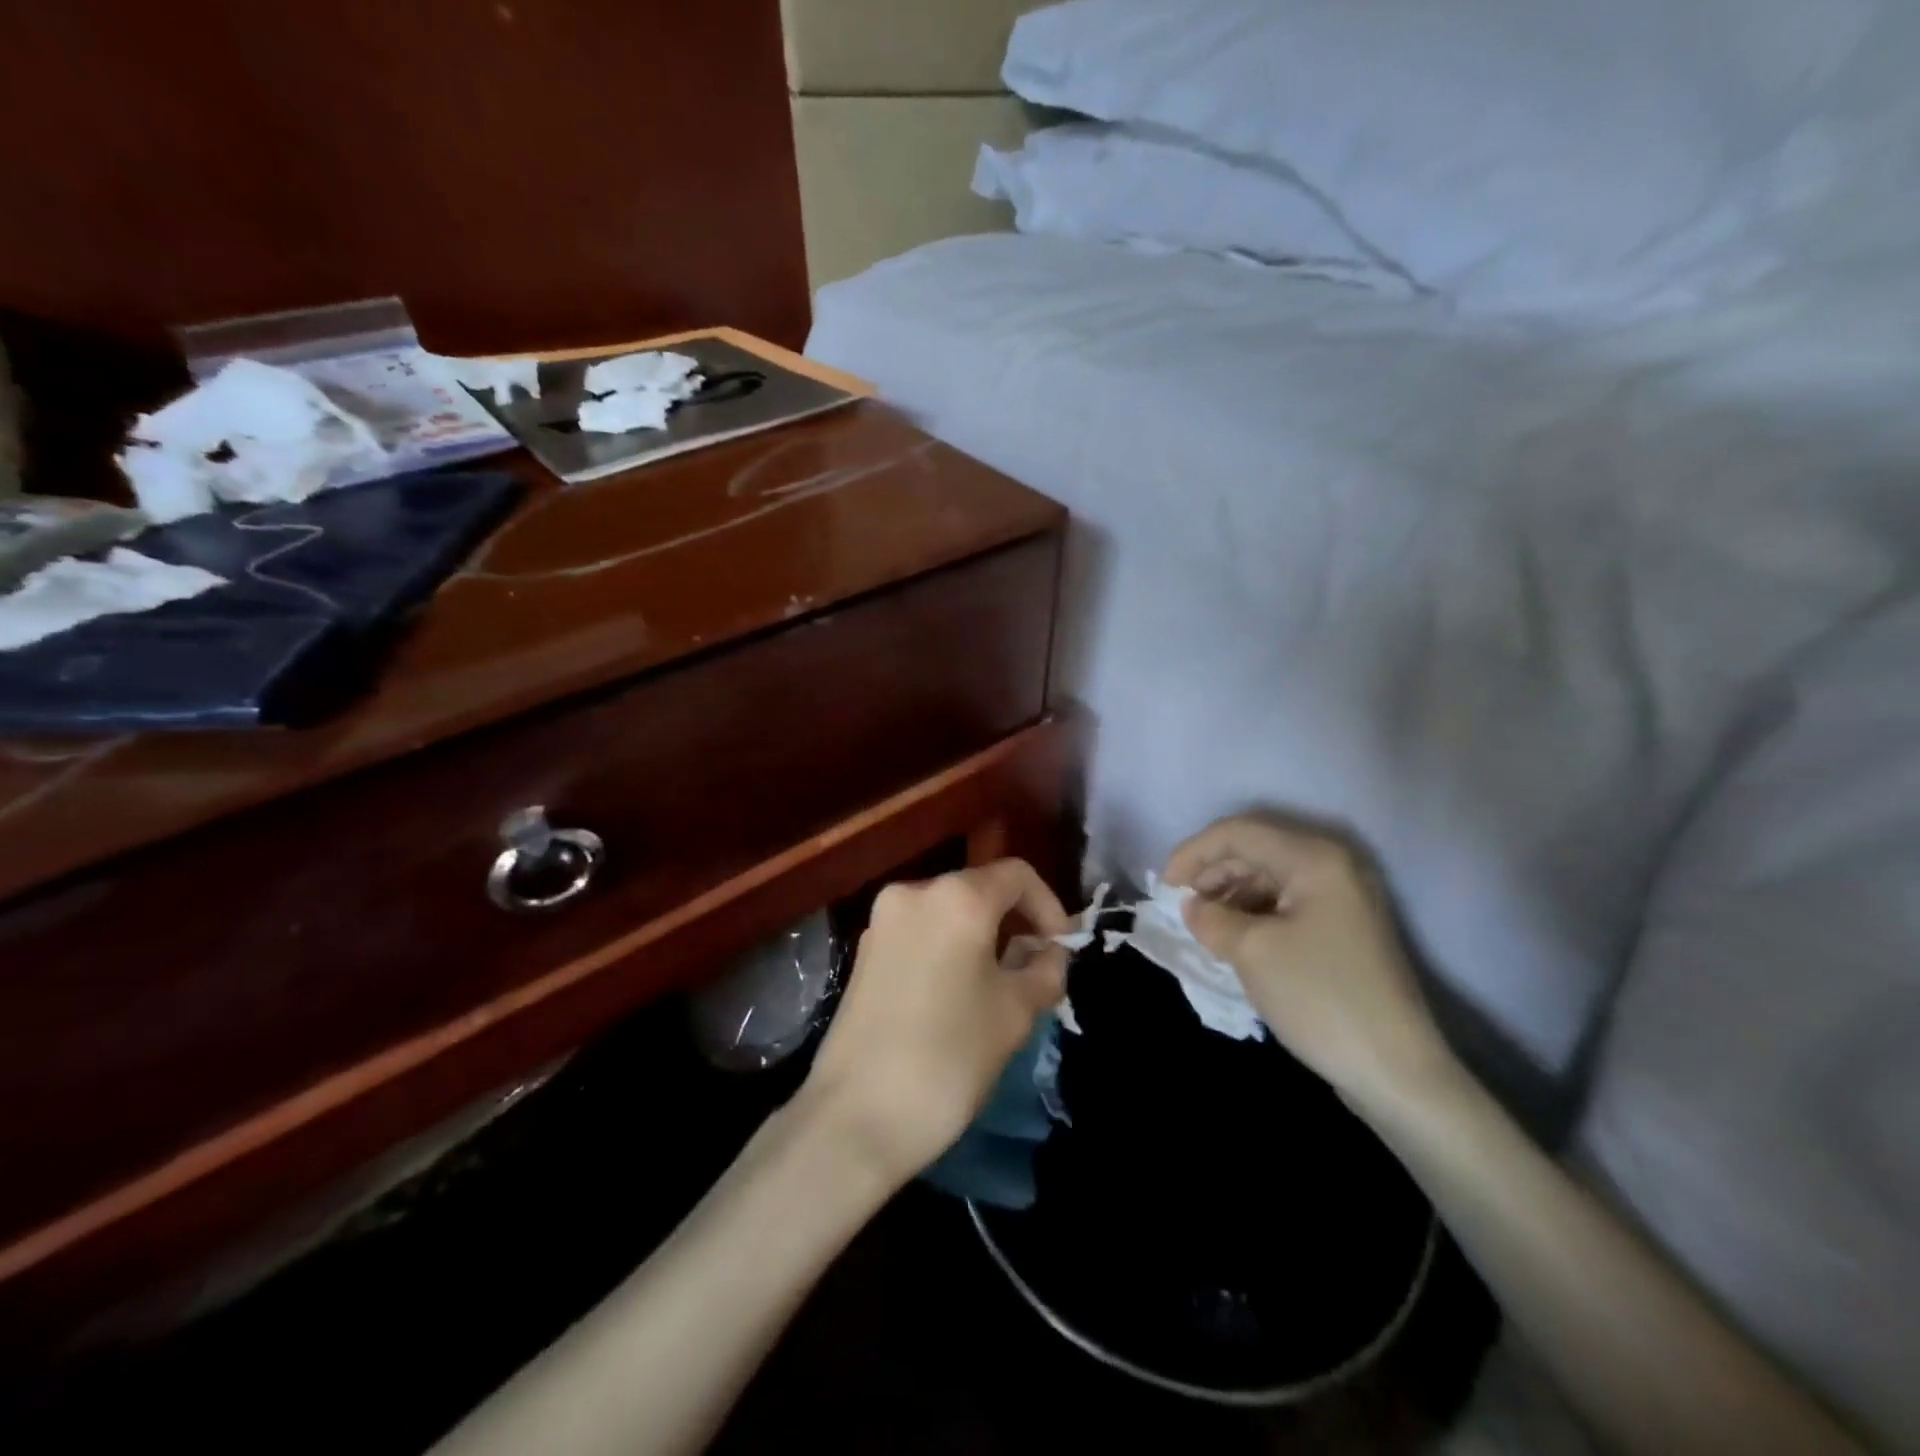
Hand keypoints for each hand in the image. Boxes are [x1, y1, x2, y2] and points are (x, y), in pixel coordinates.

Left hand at [799, 859, 1072, 1188]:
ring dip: (982, 938)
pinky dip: (948, 949)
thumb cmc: (949, 1056)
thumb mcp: (1015, 1012)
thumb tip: (1050, 951)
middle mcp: (914, 892)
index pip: (1017, 875)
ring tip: (999, 988)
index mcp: (957, 897)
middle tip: (1036, 971)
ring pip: (948, 913)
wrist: (856, 1117)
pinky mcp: (864, 951)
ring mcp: (882, 921)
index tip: (1061, 949)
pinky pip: (921, 934)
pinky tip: (957, 995)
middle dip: (1015, 924)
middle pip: (980, 890)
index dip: (1049, 906)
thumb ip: (1045, 969)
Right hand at [1164, 815, 1455, 1117]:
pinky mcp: (1345, 926)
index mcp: (1314, 858)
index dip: (1194, 853)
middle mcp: (1333, 864)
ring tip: (1205, 922)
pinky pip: (1287, 900)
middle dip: (1212, 871)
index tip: (1164, 887)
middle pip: (1256, 848)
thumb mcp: (1251, 950)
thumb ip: (1210, 917)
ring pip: (1271, 874)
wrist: (1395, 1070)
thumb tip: (1193, 906)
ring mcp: (1344, 896)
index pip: (1239, 833)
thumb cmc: (1320, 997)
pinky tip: (1235, 935)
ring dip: (1231, 891)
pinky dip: (1255, 910)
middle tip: (1182, 904)